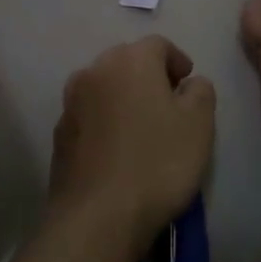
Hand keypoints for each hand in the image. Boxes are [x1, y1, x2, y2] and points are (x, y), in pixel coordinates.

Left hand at [51, 36, 215, 256]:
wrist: (98, 216)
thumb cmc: (157, 162)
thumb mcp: (199, 123)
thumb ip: (200, 91)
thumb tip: (189, 84)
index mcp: (130, 60)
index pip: (158, 44)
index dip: (177, 61)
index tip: (188, 84)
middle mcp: (95, 71)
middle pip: (127, 62)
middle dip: (149, 76)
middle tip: (169, 104)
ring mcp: (71, 103)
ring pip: (105, 88)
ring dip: (124, 99)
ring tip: (143, 128)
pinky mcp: (59, 135)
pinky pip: (90, 116)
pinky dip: (105, 122)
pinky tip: (118, 151)